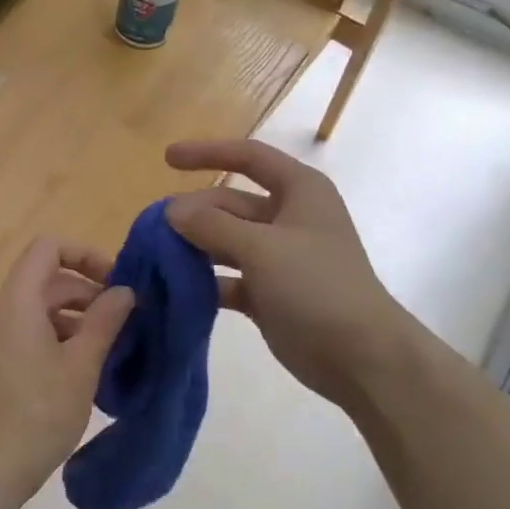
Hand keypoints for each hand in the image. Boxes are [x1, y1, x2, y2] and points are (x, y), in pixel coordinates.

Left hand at [0, 238, 134, 508]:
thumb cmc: (38, 416)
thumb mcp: (82, 367)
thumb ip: (105, 321)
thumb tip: (124, 291)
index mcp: (14, 304)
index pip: (48, 249)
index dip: (85, 255)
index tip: (116, 284)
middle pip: (42, 281)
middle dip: (84, 294)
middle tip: (121, 324)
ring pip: (31, 310)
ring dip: (69, 319)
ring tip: (102, 350)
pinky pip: (18, 333)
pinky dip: (47, 338)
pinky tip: (72, 370)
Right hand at [165, 139, 407, 410]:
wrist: (358, 355)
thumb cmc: (316, 286)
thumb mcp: (262, 248)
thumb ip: (212, 225)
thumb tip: (171, 209)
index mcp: (299, 192)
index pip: (249, 158)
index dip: (208, 153)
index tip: (166, 158)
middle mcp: (288, 218)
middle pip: (229, 204)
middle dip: (193, 213)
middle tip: (151, 230)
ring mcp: (278, 258)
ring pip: (226, 242)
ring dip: (193, 248)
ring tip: (154, 257)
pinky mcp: (268, 293)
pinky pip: (228, 278)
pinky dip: (204, 282)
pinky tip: (174, 289)